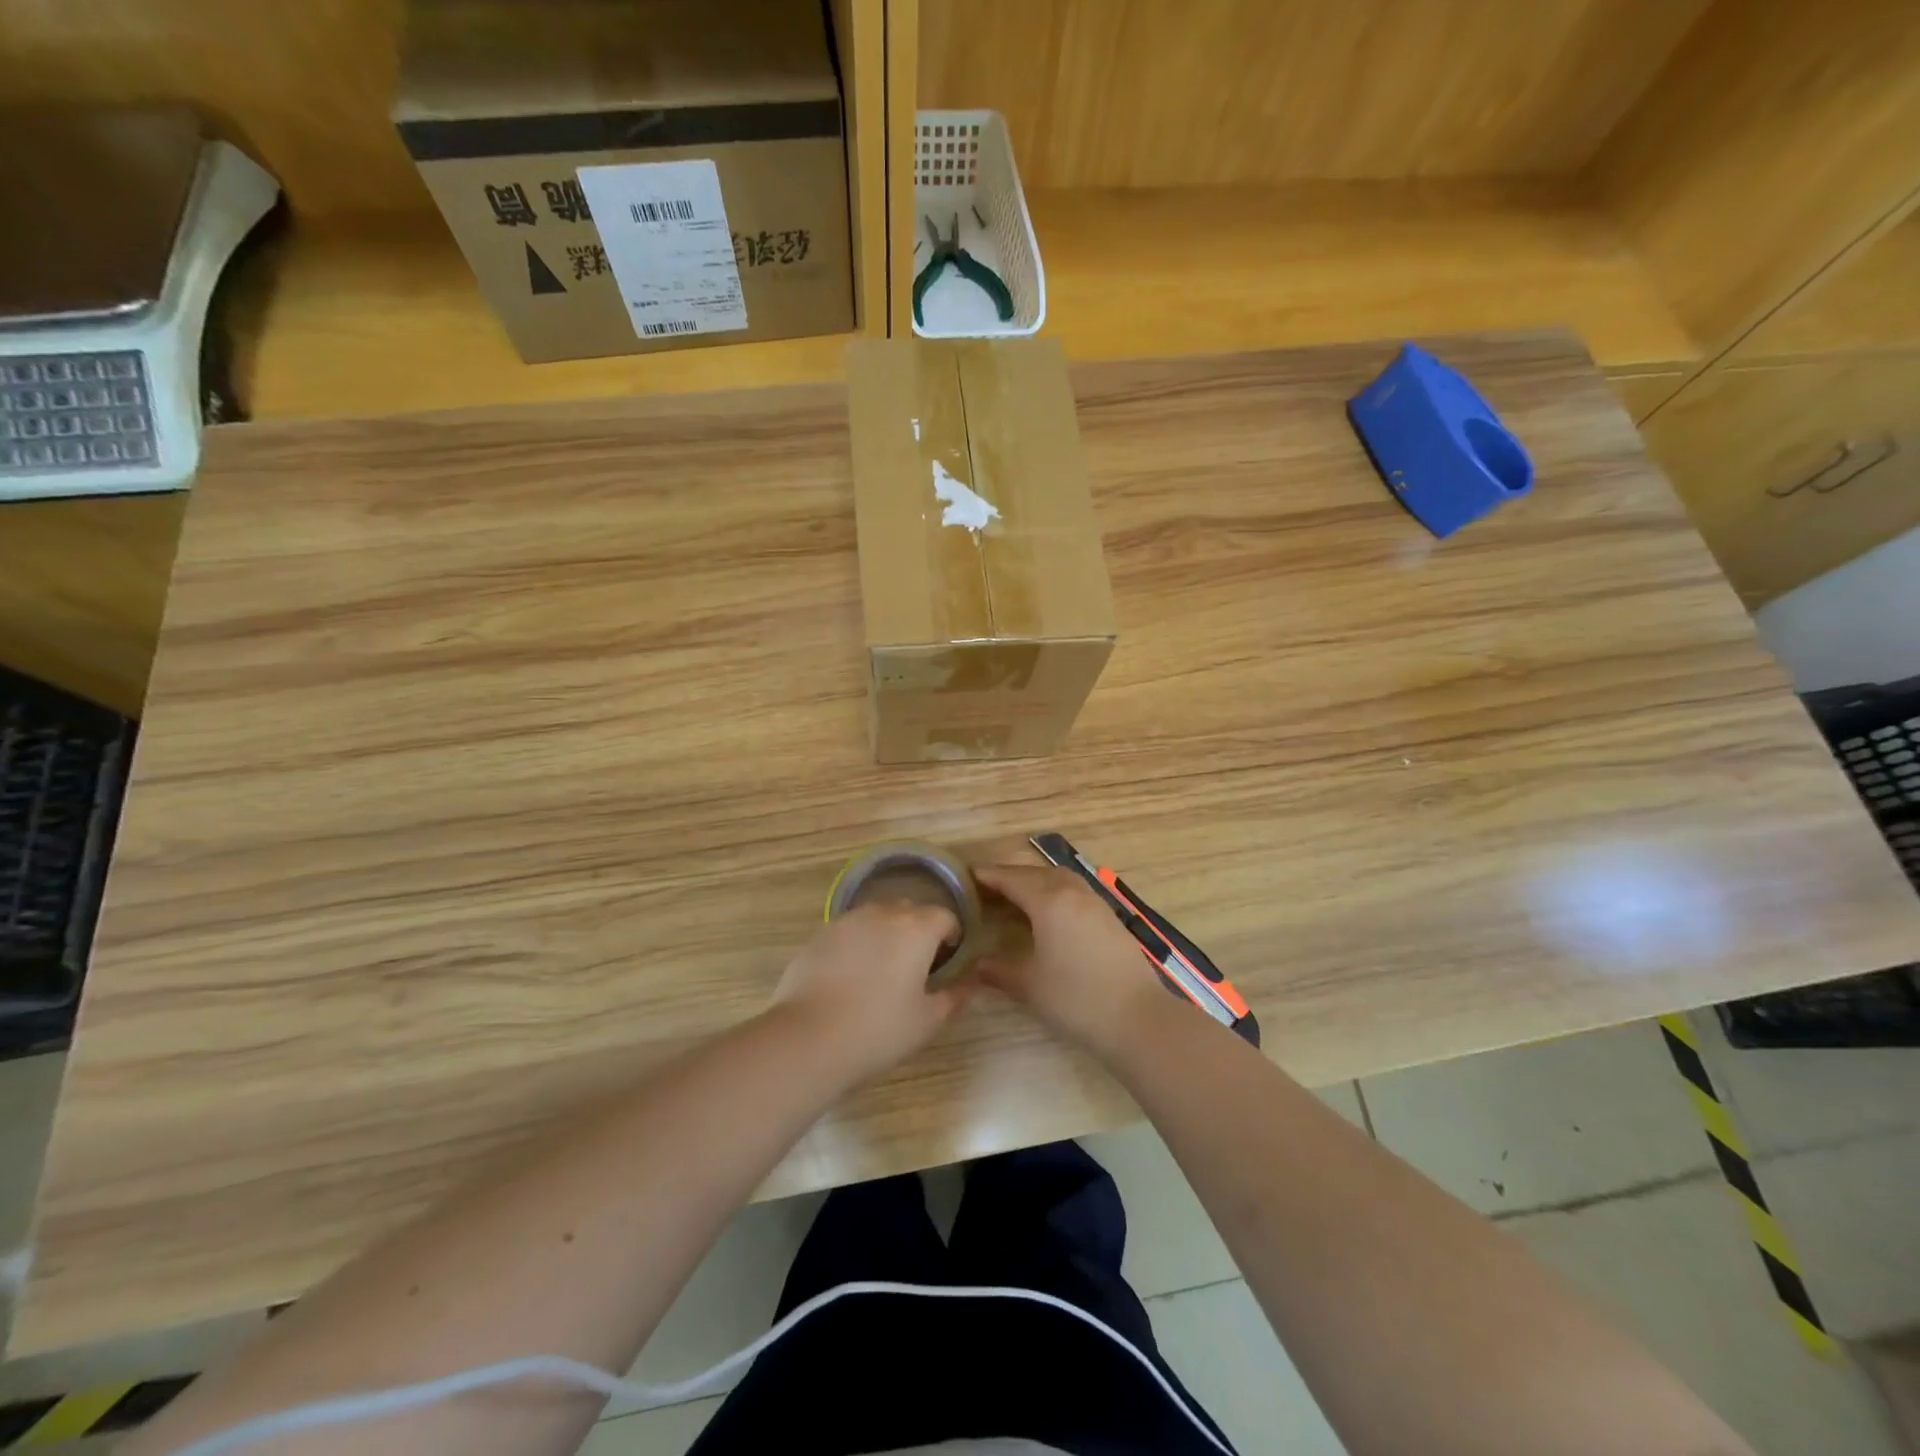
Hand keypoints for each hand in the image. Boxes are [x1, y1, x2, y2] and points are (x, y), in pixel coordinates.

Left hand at [769, 903, 971, 1082]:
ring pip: (877, 917)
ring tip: (881, 972)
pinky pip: (849, 931)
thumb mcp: (928, 1020)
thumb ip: (955, 997)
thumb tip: (972, 983)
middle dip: (918, 931)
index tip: (947, 961)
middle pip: (910, 911)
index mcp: (917, 928)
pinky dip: (857, 945)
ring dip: (886, 935)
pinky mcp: (819, 934)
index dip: (951, 936)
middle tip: (916, 967)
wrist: (808, 1038)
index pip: (945, 916)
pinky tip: (849, 978)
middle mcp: (883, 913)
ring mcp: (847, 920)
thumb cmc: (879, 1029)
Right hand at [973, 864, 1172, 1058]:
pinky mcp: (1110, 918)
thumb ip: (998, 970)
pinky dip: (1055, 892)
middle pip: (1036, 873)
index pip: (1012, 879)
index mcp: (1049, 900)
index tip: (967, 876)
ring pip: (1059, 878)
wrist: (1138, 1018)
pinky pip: (1075, 891)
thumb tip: (974, 966)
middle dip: (1011, 876)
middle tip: (987, 888)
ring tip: (1016, 897)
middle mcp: (1073, 892)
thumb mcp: (1029, 985)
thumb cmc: (1076, 999)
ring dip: (1036, 881)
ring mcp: (1096, 903)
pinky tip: (1049, 914)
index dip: (988, 876)